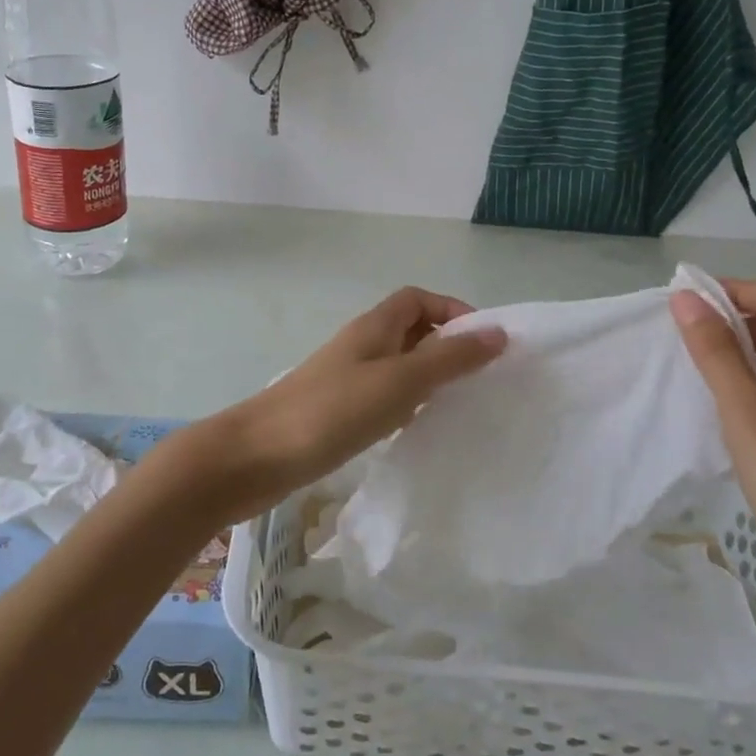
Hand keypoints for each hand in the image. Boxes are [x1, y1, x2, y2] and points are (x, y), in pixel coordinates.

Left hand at [200, 288, 506, 522]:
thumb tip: (498, 332)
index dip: (452, 310)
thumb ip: (449, 358)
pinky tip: (417, 429)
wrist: (257, 456)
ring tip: (460, 405)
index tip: (485, 342)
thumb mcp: (400, 381)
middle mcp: (361, 346)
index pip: (418, 299)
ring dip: (428, 377)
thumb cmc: (332, 410)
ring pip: (398, 366)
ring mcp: (346, 380)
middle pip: (410, 330)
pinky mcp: (337, 412)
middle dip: (446, 346)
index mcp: (374, 327)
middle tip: (480, 378)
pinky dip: (406, 405)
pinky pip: (382, 397)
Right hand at [671, 281, 755, 679]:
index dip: (733, 292)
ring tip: (685, 359)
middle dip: (732, 323)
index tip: (679, 298)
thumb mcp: (751, 419)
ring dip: (738, 356)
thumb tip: (683, 297)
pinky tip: (714, 397)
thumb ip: (716, 355)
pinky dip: (750, 388)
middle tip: (673, 329)